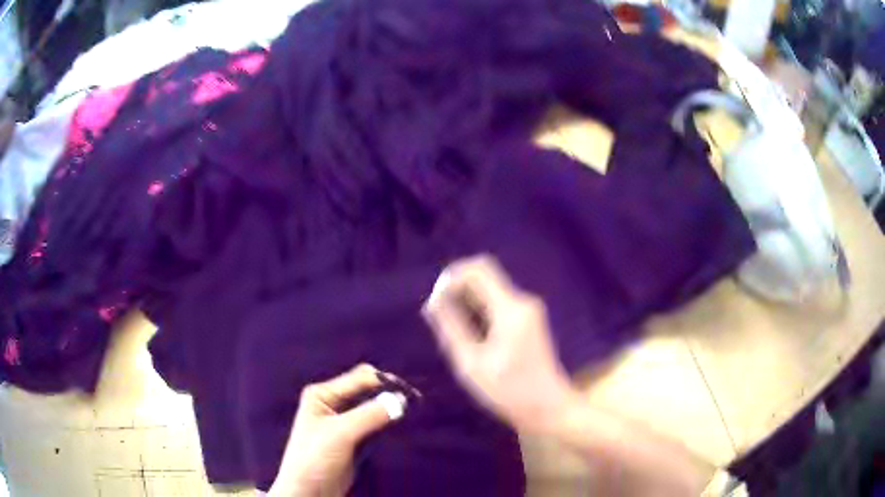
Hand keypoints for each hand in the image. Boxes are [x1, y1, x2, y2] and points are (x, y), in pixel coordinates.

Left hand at [268, 364, 405, 496]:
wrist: (308, 492)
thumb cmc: (315, 458)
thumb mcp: (340, 434)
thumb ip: (370, 415)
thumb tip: (403, 399)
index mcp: (323, 394)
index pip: (359, 378)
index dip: (385, 382)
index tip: (411, 392)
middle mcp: (333, 404)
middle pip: (367, 392)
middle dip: (389, 395)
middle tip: (414, 403)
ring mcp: (344, 423)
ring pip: (373, 409)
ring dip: (390, 410)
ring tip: (412, 413)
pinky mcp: (354, 440)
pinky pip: (375, 425)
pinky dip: (388, 424)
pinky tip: (401, 426)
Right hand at [421, 255, 578, 433]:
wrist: (548, 408)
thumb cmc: (509, 392)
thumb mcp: (472, 363)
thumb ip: (451, 328)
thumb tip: (432, 302)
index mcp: (511, 308)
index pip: (478, 269)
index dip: (451, 277)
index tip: (436, 303)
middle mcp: (522, 301)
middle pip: (483, 276)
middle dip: (456, 290)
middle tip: (439, 319)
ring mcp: (528, 310)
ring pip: (489, 290)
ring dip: (466, 303)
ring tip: (453, 333)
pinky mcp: (528, 320)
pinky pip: (497, 304)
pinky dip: (478, 312)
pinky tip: (470, 337)